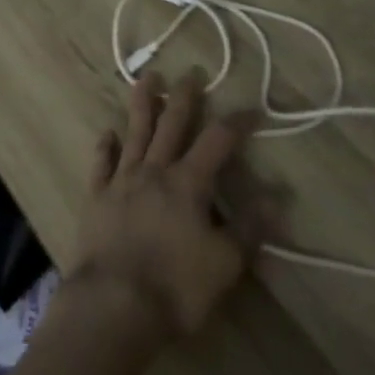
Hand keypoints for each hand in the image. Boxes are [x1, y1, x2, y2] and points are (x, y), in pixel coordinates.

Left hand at [67, 72, 262, 345]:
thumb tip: (277, 198)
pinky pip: (101, 161)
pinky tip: (108, 132)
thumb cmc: (176, 287)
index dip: (237, 122)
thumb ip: (249, 229)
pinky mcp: (97, 195)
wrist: (114, 303)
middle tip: (192, 72)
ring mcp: (122, 179)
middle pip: (171, 123)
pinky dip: (105, 145)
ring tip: (148, 78)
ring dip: (142, 102)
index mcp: (188, 184)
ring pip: (134, 131)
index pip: (218, 141)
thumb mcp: (224, 264)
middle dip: (185, 96)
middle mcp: (154, 170)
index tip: (253, 109)